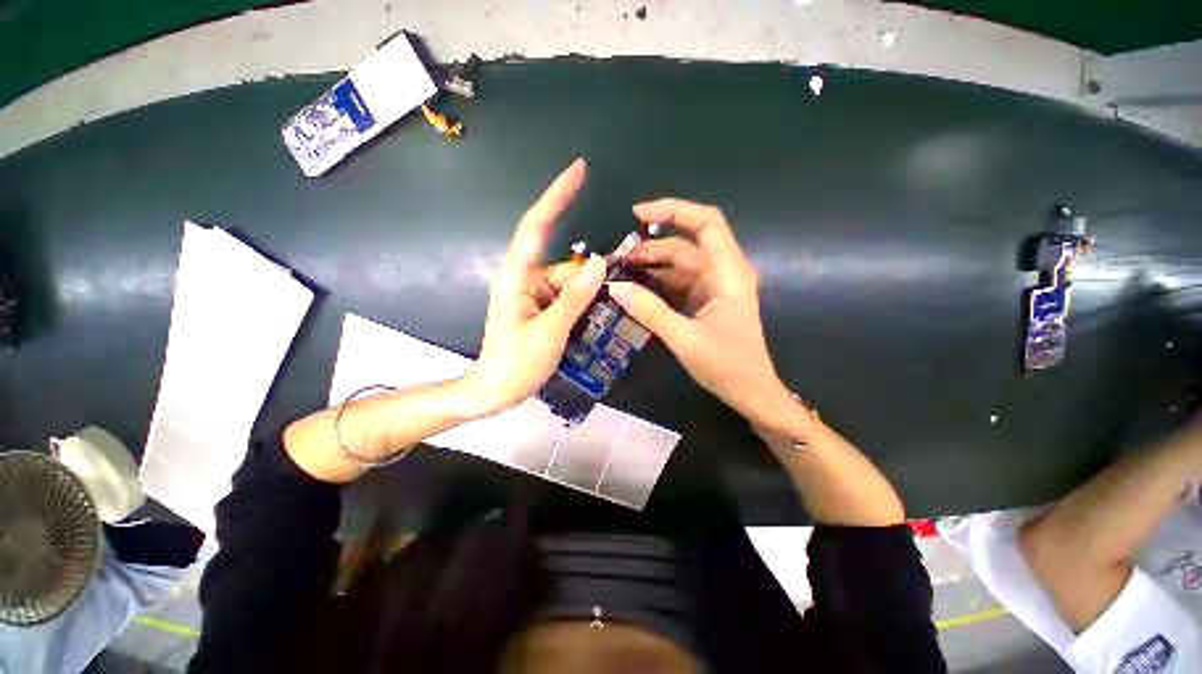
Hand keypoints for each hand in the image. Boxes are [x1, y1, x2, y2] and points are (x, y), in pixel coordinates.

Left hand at [460, 159, 606, 417]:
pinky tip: (584, 325)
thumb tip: (602, 263)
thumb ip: (576, 296)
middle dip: (586, 282)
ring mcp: (532, 293)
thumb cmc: (516, 364)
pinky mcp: (538, 306)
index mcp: (517, 276)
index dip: (557, 196)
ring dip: (584, 299)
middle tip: (604, 302)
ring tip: (583, 327)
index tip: (578, 170)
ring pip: (568, 284)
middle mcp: (524, 278)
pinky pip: (565, 296)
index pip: (537, 226)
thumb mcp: (550, 331)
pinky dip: (579, 306)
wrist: (494, 391)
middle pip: (565, 267)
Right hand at [608, 199, 791, 425]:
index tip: (638, 215)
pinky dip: (657, 283)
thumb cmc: (727, 366)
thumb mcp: (685, 339)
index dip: (674, 211)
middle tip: (616, 257)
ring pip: (679, 264)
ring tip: (619, 272)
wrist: (751, 392)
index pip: (706, 223)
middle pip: (685, 244)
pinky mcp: (705, 300)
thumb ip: (650, 312)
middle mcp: (722, 272)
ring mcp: (713, 286)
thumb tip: (615, 288)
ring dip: (650, 266)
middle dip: (650, 247)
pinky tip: (635, 289)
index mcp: (728, 272)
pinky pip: (678, 282)